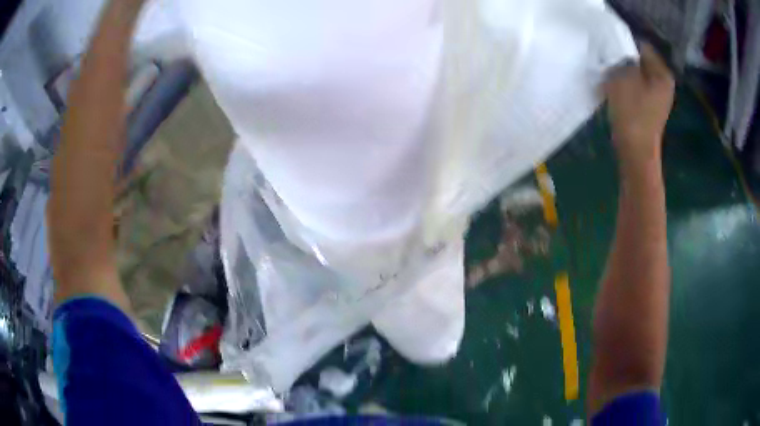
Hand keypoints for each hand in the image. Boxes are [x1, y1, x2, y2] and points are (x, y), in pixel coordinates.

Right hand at [604, 43, 674, 164]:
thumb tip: (618, 43)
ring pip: (637, 72)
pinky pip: (637, 85)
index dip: (624, 41)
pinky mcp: (650, 106)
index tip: (608, 42)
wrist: (636, 153)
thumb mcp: (623, 77)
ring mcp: (658, 96)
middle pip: (641, 59)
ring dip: (623, 70)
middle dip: (624, 56)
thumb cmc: (632, 113)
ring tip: (609, 71)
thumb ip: (621, 56)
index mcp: (662, 73)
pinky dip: (626, 82)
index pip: (642, 44)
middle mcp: (664, 82)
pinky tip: (615, 86)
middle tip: (607, 57)